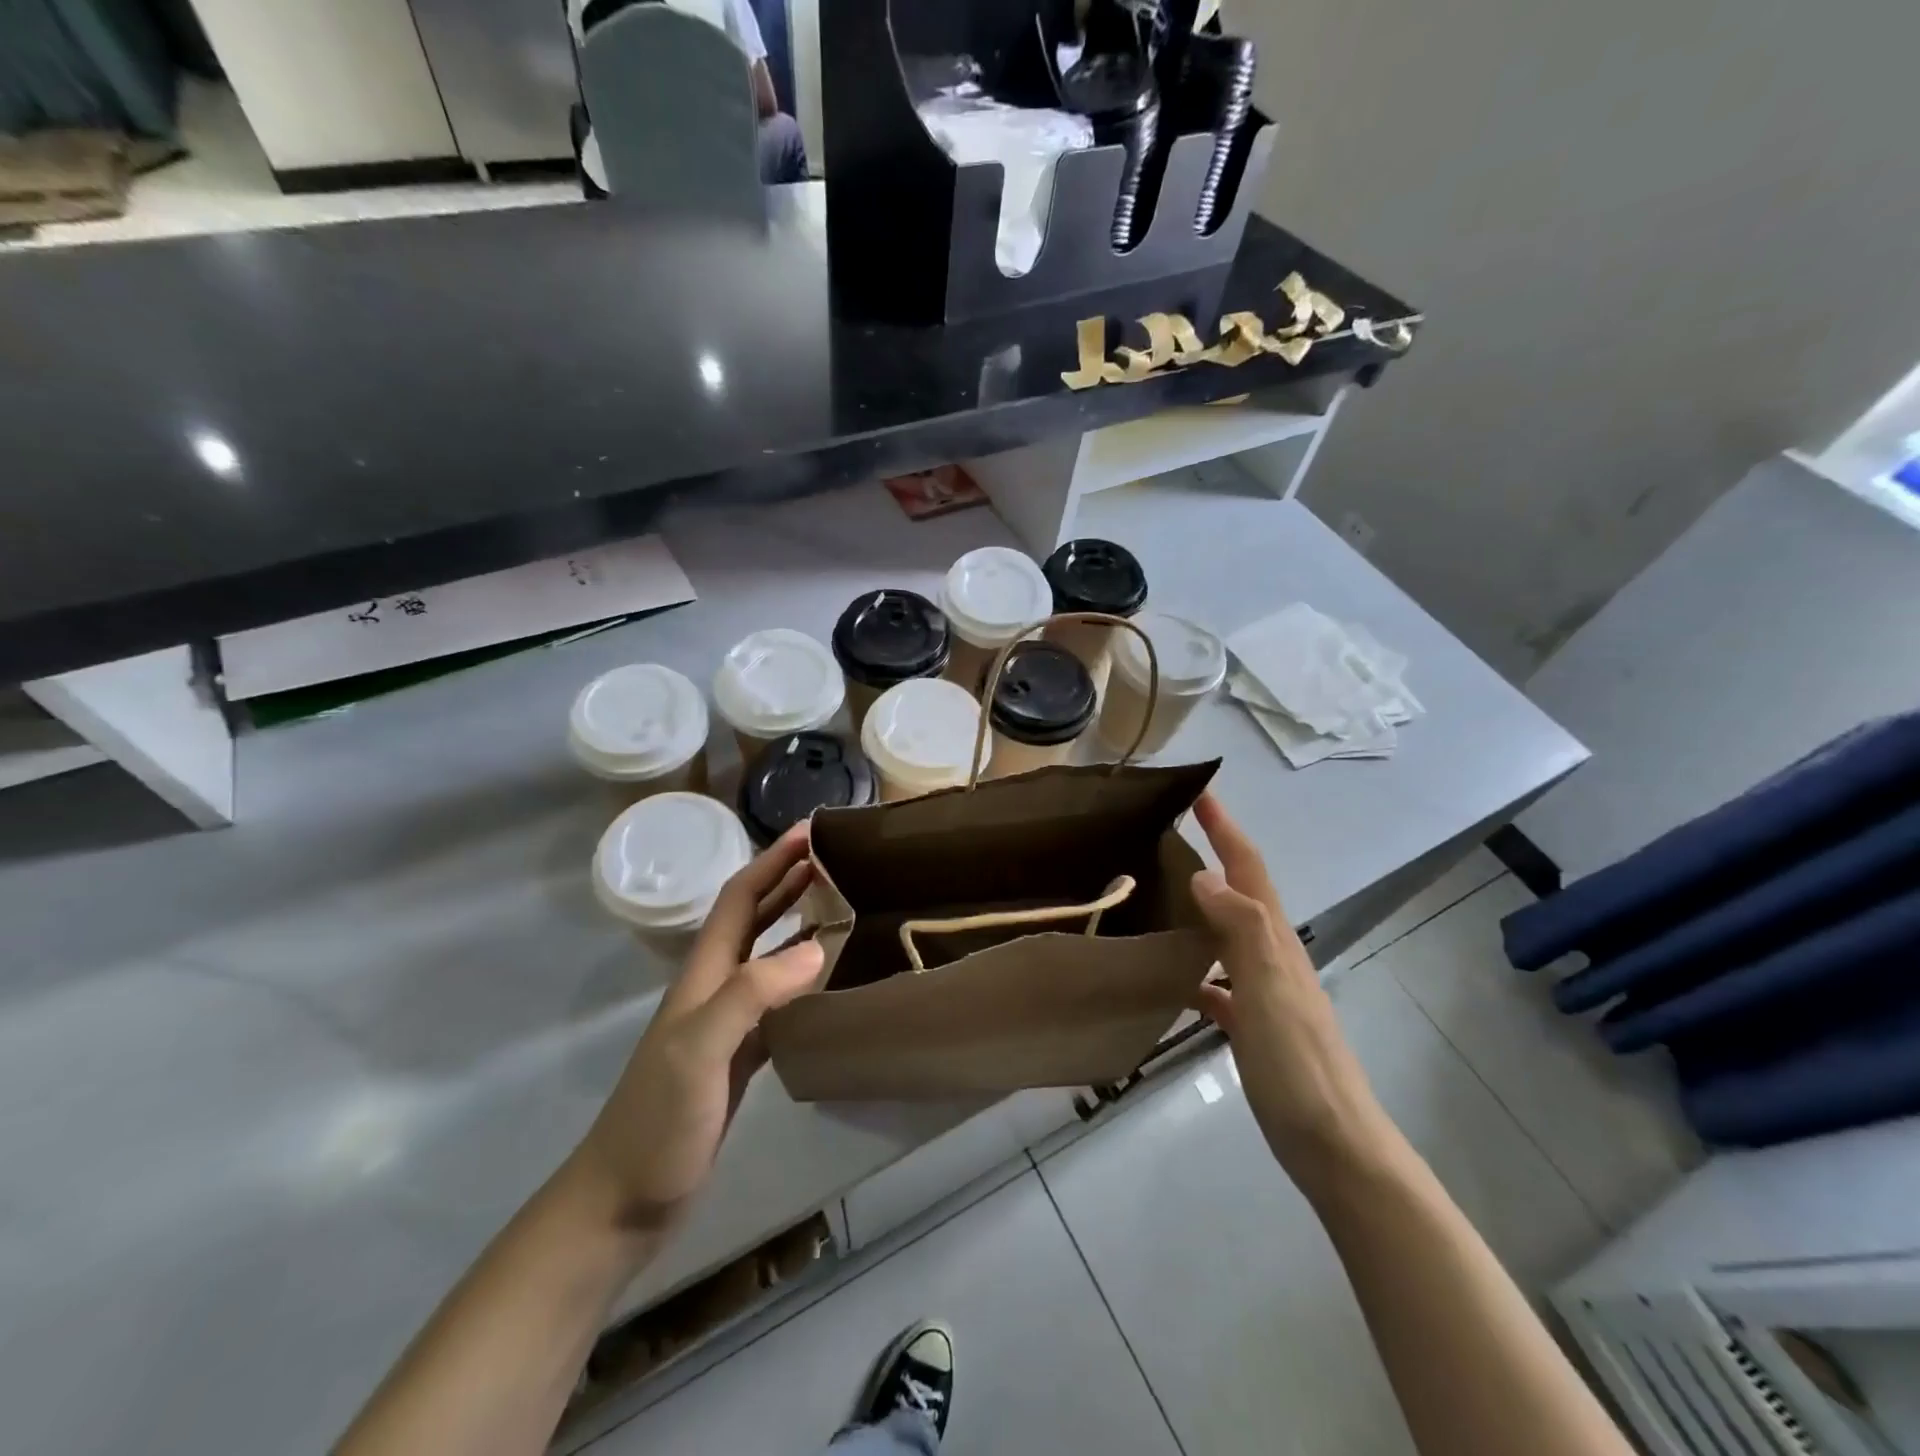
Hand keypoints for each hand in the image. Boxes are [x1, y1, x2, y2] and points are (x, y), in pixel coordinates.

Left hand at [569, 824, 823, 1233]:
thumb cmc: (658, 1122)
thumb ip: (751, 995)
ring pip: (766, 955)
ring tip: (838, 905)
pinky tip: (826, 980)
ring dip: (796, 922)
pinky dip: (802, 977)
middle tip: (833, 858)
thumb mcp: (700, 1051)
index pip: (739, 900)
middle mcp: (714, 988)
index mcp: (703, 976)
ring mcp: (725, 1023)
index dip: (772, 862)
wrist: (625, 1200)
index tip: (810, 833)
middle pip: (752, 918)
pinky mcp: (739, 1056)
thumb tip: (815, 949)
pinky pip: (777, 999)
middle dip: (787, 881)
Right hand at [1189, 794, 1395, 1185]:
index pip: (1248, 869)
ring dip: (1202, 908)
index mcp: (1275, 942)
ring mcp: (1266, 994)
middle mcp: (1273, 958)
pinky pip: (1220, 982)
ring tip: (1160, 896)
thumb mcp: (1270, 990)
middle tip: (1167, 838)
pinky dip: (1198, 968)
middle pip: (1240, 894)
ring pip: (1227, 935)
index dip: (1227, 830)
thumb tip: (1204, 875)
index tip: (1201, 794)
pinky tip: (1173, 978)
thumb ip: (1241, 930)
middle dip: (1213, 857)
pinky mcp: (1255, 1027)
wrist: (1336, 1148)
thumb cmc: (1299, 1066)